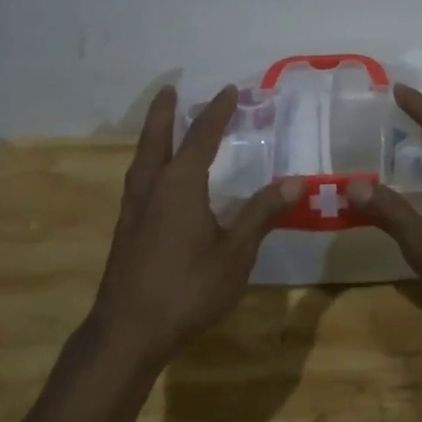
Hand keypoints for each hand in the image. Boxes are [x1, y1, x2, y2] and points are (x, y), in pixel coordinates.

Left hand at [89, 85, 303, 364]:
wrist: (128, 331)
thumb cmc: (187, 288)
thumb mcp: (235, 253)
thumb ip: (262, 214)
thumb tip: (295, 181)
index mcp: (180, 185)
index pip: (201, 137)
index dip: (217, 113)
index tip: (229, 91)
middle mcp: (152, 187)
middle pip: (157, 139)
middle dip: (165, 112)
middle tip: (170, 89)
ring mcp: (134, 209)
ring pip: (143, 159)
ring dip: (154, 136)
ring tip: (162, 126)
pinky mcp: (126, 230)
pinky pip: (139, 180)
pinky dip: (149, 162)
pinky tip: (157, 180)